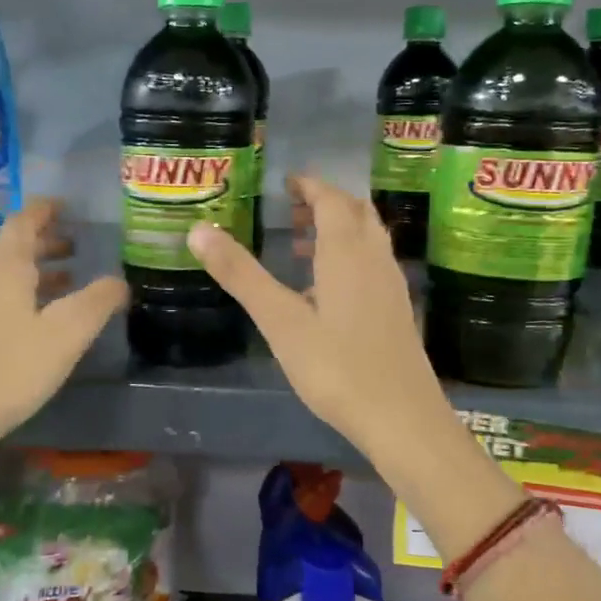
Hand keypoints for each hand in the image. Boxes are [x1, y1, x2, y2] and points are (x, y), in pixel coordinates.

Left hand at [0, 199, 126, 445]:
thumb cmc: (11, 368)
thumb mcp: (67, 333)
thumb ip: (98, 301)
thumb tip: (119, 281)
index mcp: (5, 265)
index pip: (24, 220)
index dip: (46, 209)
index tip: (68, 207)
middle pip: (13, 245)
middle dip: (46, 241)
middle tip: (77, 245)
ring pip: (4, 272)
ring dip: (36, 269)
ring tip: (68, 280)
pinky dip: (22, 292)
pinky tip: (39, 318)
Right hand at [186, 174, 454, 464]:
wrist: (402, 418)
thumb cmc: (336, 366)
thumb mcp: (279, 320)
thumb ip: (240, 274)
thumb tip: (198, 230)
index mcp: (346, 251)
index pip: (331, 199)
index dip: (309, 185)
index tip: (286, 183)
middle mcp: (374, 258)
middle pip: (355, 212)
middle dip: (325, 203)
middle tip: (291, 211)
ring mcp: (391, 285)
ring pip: (367, 238)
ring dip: (337, 230)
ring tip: (298, 246)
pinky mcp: (397, 310)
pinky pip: (372, 264)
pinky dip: (348, 257)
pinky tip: (325, 292)